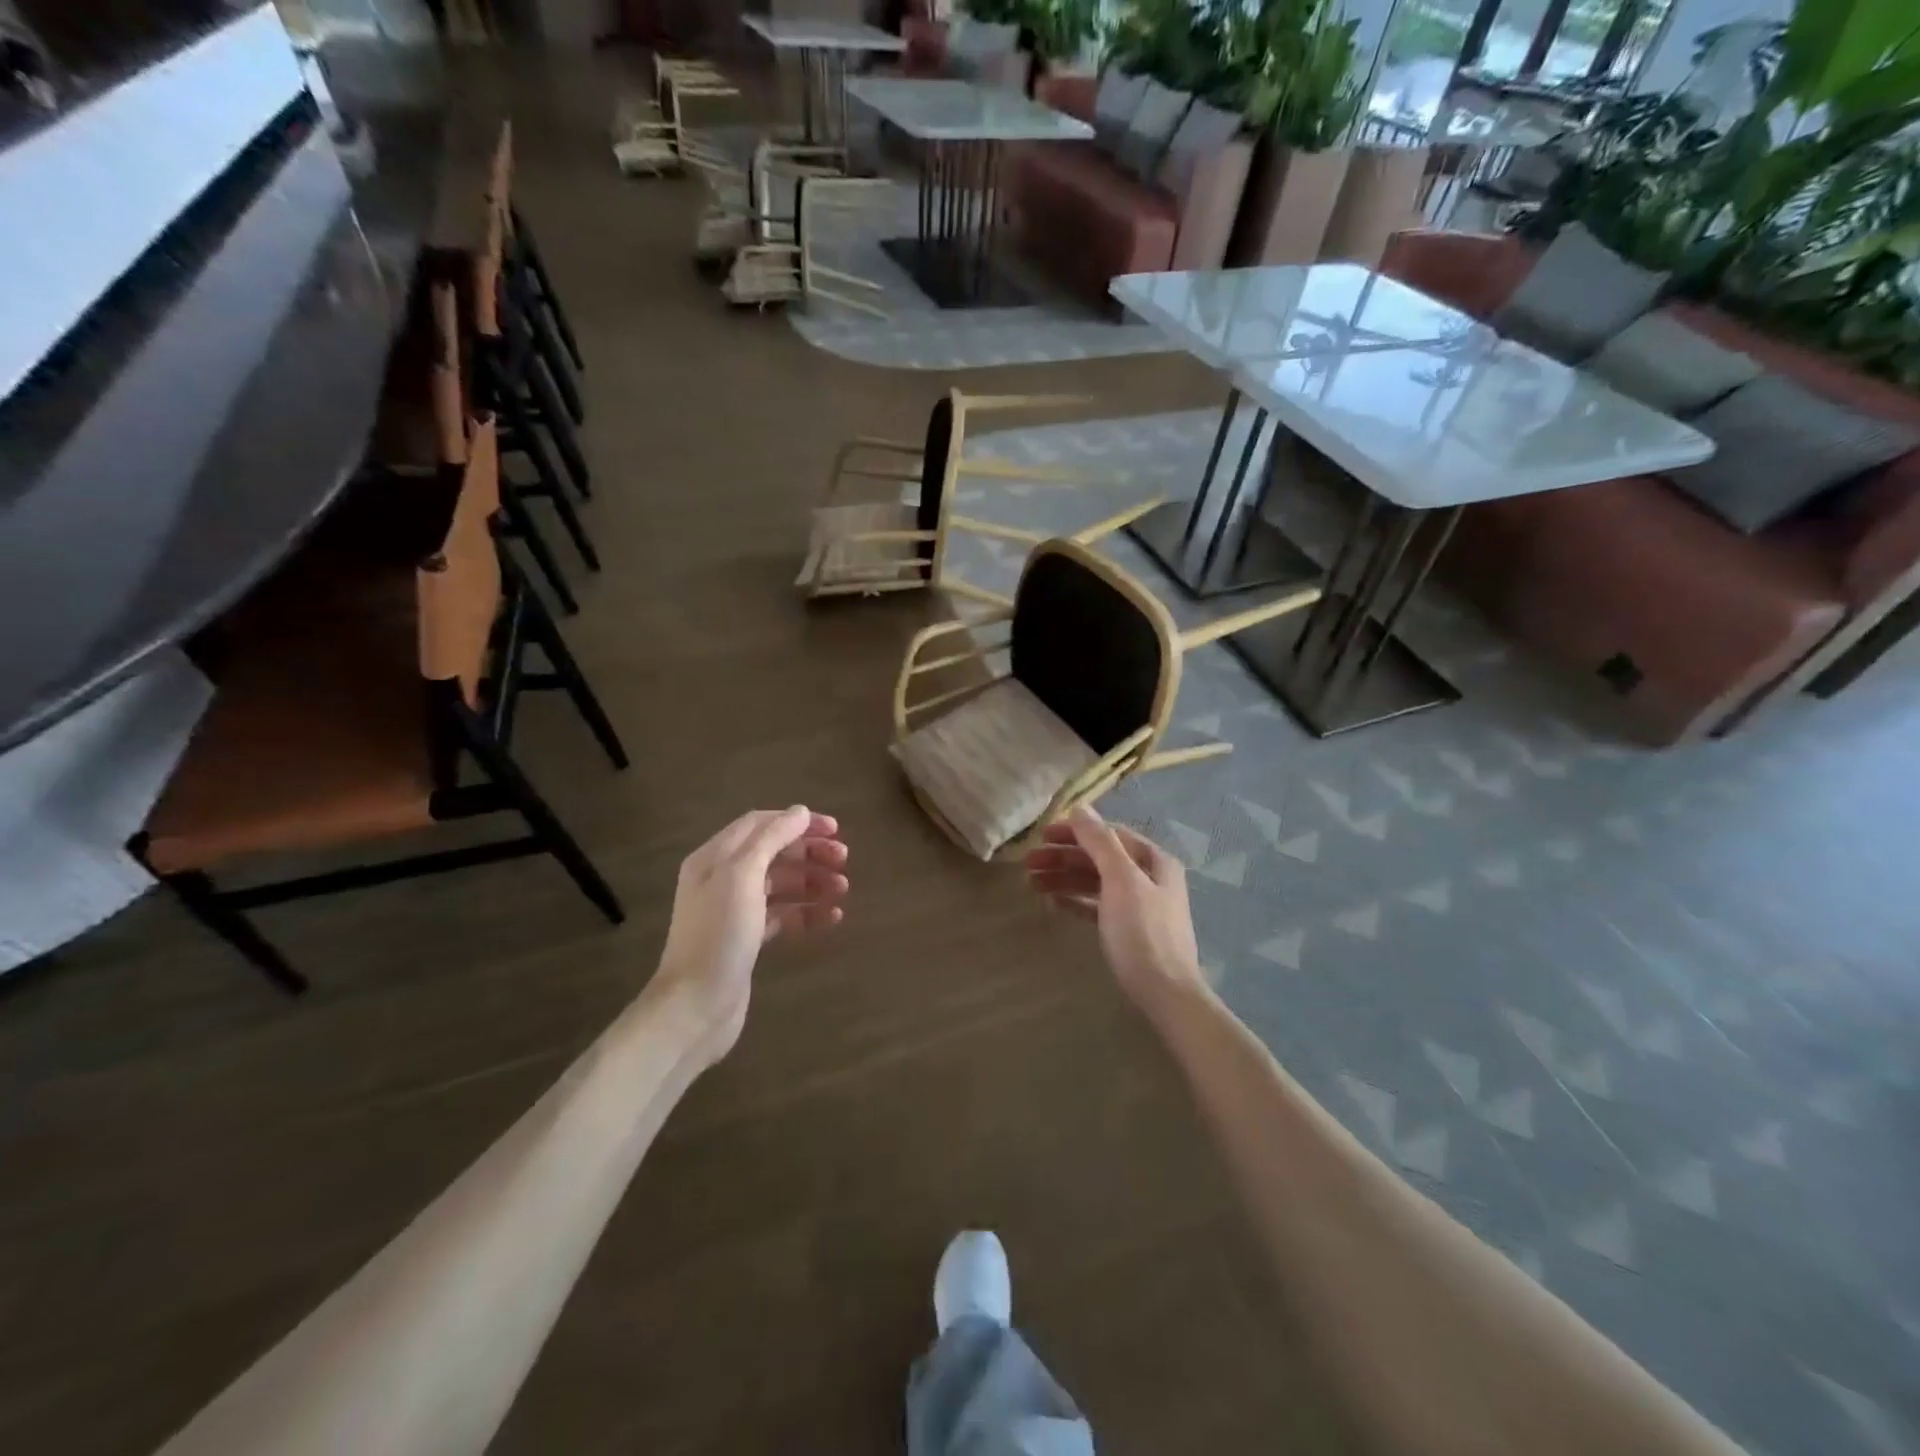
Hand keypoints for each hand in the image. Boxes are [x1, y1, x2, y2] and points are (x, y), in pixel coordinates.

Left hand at [655, 806, 848, 1061]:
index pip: (760, 824)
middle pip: (773, 852)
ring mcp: (736, 910)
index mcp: (715, 857)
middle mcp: (723, 878)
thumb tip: (800, 812)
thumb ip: (770, 839)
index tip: (835, 829)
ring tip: (843, 889)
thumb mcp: (742, 876)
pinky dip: (807, 911)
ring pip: (782, 883)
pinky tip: (831, 917)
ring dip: (813, 881)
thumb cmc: (719, 935)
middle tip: (844, 859)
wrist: (695, 1006)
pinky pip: (783, 915)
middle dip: (810, 852)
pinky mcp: (748, 938)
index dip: (797, 822)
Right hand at [1024, 806, 1204, 1009]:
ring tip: (1031, 882)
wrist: (1165, 993)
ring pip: (1096, 882)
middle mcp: (1149, 878)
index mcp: (1154, 861)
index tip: (1042, 835)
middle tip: (1028, 862)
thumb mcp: (1120, 880)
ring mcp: (1139, 906)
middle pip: (1100, 858)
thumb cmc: (1143, 932)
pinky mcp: (1128, 931)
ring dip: (1065, 878)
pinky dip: (1076, 900)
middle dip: (1064, 857)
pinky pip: (1097, 906)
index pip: (1109, 835)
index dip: (1076, 832)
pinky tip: (1053, 902)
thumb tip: (1080, 807)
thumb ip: (1100, 842)